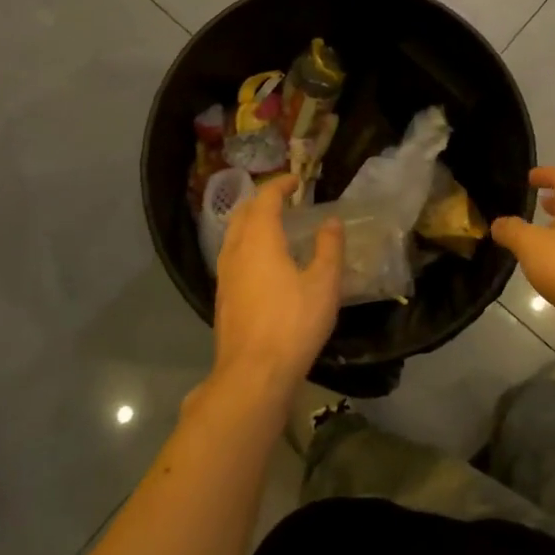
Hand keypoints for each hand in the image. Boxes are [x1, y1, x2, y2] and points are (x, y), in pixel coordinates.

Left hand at [212, 175, 342, 399]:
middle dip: (262, 200)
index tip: (296, 180)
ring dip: (252, 223)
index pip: (265, 199)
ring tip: (275, 228)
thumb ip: (328, 248)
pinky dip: (247, 245)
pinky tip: (263, 263)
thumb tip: (331, 221)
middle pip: (243, 213)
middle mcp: (236, 250)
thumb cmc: (293, 323)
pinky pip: (232, 256)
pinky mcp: (222, 297)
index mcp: (259, 240)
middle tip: (284, 200)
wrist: (253, 374)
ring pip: (234, 235)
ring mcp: (224, 275)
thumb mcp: (323, 284)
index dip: (280, 185)